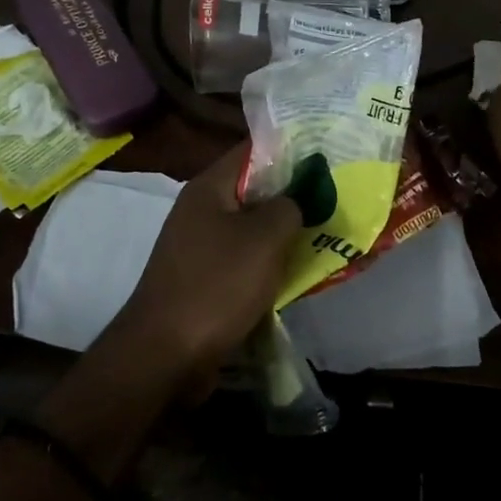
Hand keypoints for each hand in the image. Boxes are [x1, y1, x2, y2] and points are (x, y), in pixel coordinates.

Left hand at [113, 143, 302, 390]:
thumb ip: (288, 207)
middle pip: (253, 190)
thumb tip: (298, 198)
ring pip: (250, 228)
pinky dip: (267, 263)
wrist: (165, 353)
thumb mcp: (264, 238)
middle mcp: (200, 211)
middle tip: (335, 195)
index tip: (326, 153)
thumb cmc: (217, 285)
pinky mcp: (203, 279)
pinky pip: (243, 260)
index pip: (251, 150)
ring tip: (325, 232)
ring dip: (282, 232)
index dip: (289, 147)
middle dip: (292, 193)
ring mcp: (199, 246)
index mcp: (208, 188)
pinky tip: (297, 272)